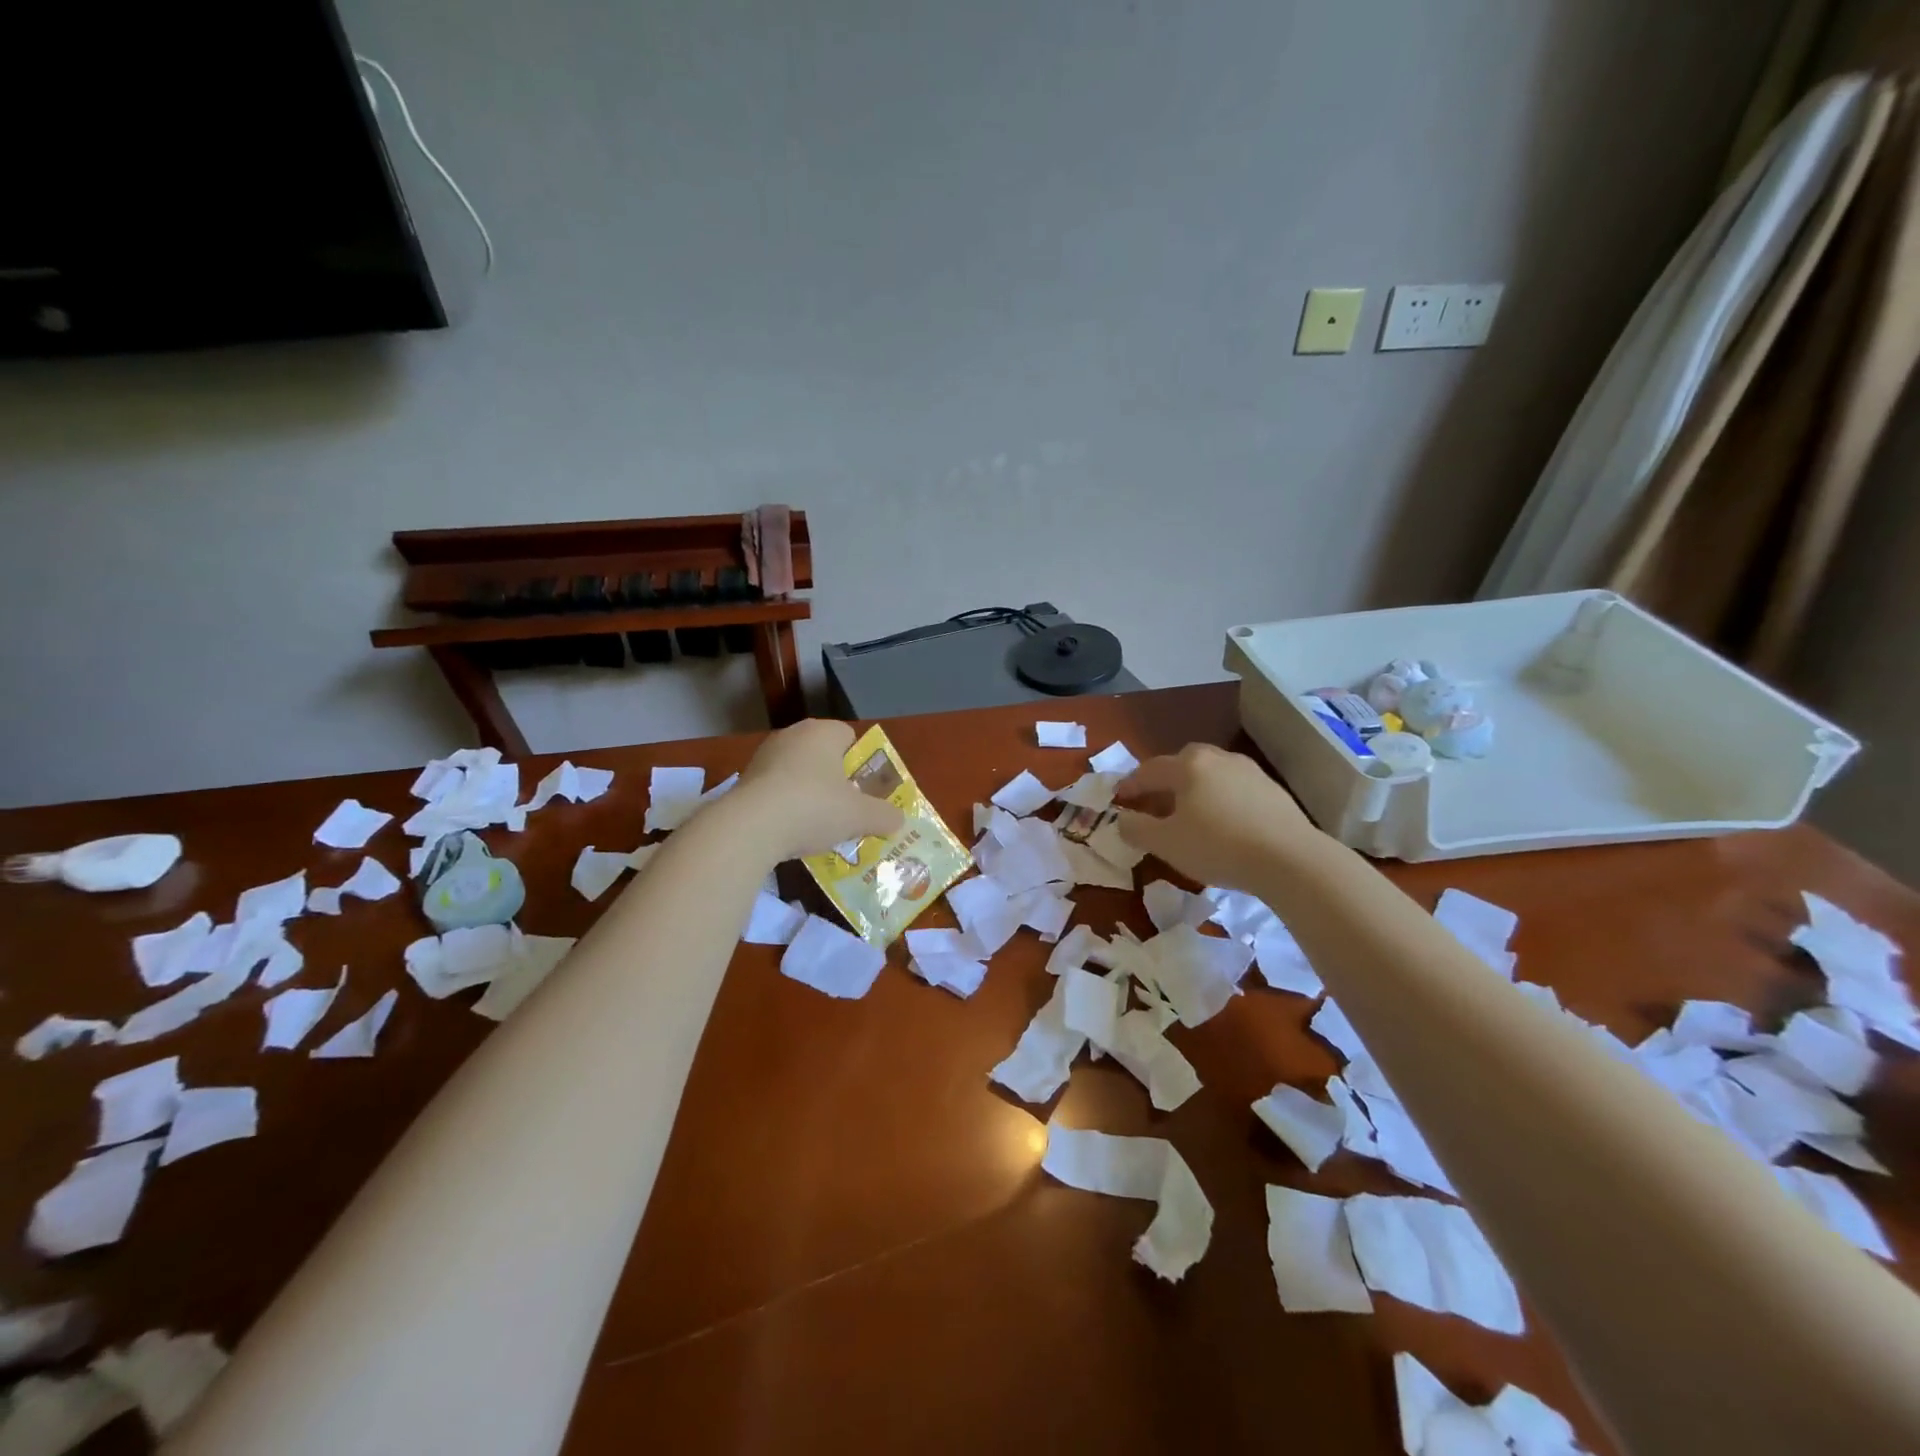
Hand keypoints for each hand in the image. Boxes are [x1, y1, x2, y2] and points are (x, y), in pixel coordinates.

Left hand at [731, 720, 904, 860]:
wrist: (749, 828)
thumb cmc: (814, 808)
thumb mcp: (860, 817)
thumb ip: (885, 816)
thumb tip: (899, 819)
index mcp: (823, 732)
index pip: (849, 737)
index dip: (861, 763)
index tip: (864, 791)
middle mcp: (793, 735)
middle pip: (823, 756)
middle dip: (835, 781)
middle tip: (846, 810)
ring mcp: (764, 756)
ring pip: (798, 773)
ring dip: (809, 794)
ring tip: (818, 826)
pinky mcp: (745, 779)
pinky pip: (776, 790)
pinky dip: (785, 806)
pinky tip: (790, 832)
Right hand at [1113, 743, 1321, 891]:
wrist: (1291, 859)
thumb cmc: (1217, 846)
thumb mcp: (1165, 843)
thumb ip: (1136, 829)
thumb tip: (1122, 819)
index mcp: (1188, 766)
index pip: (1149, 770)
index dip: (1130, 786)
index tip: (1118, 800)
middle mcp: (1217, 759)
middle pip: (1182, 765)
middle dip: (1164, 783)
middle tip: (1154, 805)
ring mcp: (1249, 771)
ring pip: (1211, 776)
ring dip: (1194, 791)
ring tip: (1189, 816)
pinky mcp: (1272, 790)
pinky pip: (1234, 790)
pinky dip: (1220, 801)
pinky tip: (1223, 825)